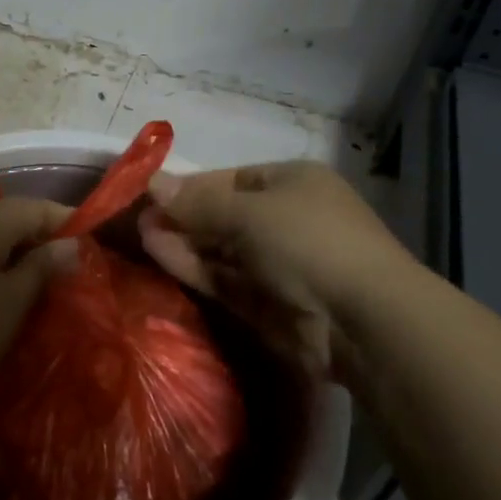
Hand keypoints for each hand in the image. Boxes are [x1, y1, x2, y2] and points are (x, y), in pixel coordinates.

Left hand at [0, 197, 76, 411]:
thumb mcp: (11, 303)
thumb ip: (43, 267)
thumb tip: (70, 245)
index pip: (34, 206)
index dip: (65, 221)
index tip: (90, 243)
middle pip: (5, 216)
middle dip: (38, 236)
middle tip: (65, 266)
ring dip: (10, 251)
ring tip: (33, 280)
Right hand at [138, 163, 417, 382]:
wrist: (363, 320)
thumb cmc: (308, 242)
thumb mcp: (248, 213)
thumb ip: (197, 202)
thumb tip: (152, 182)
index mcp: (292, 183)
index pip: (231, 179)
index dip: (191, 186)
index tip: (151, 192)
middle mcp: (286, 219)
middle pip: (223, 214)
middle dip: (183, 216)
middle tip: (137, 218)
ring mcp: (278, 264)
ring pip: (221, 249)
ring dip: (183, 242)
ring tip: (140, 236)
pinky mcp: (268, 304)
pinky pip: (224, 279)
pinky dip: (194, 268)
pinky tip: (158, 255)